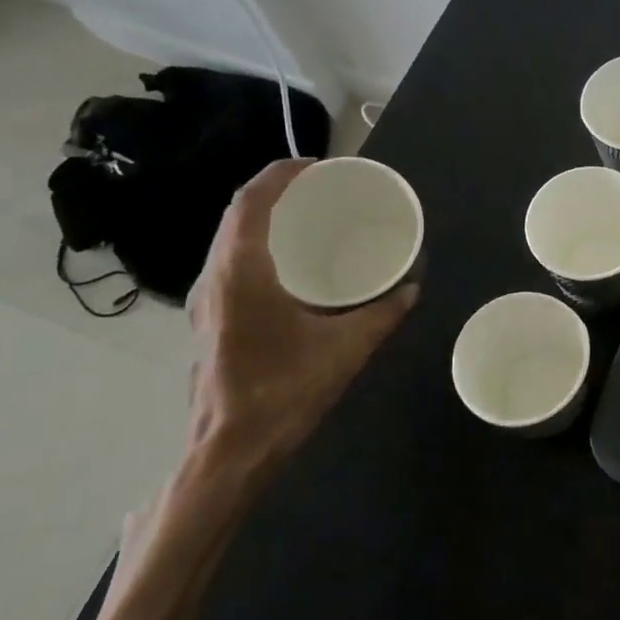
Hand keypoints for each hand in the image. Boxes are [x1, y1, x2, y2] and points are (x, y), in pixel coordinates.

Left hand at [185, 159, 417, 481]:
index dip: (282, 174)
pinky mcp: (211, 321)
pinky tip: (293, 267)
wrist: (227, 452)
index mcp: (240, 272)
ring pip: (230, 240)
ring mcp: (207, 301)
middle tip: (322, 190)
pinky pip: (232, 264)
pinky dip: (260, 247)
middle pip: (238, 215)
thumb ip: (383, 314)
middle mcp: (215, 278)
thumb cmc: (283, 393)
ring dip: (265, 220)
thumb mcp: (345, 349)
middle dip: (277, 192)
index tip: (319, 166)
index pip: (251, 201)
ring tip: (310, 220)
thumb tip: (412, 289)